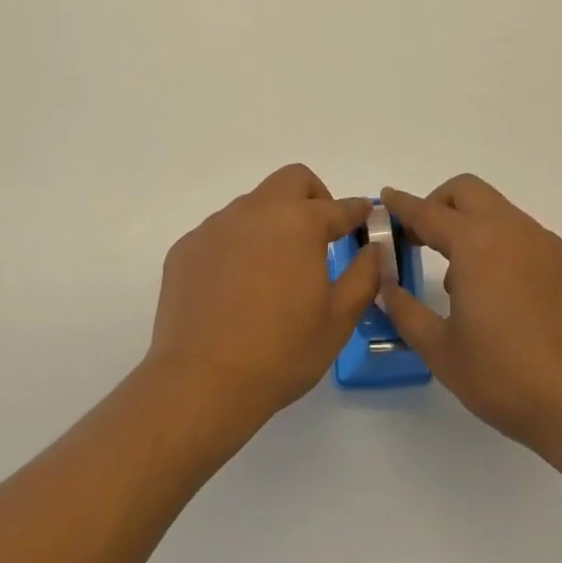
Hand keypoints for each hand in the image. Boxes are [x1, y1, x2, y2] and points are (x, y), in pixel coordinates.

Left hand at [148, 164, 377, 431]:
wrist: (201, 382)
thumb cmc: (281, 352)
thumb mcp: (338, 319)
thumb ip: (364, 275)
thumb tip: (373, 248)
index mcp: (299, 222)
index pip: (339, 206)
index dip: (357, 211)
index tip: (365, 217)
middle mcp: (257, 210)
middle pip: (292, 180)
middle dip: (313, 197)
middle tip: (319, 235)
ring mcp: (217, 225)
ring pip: (254, 205)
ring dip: (272, 222)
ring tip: (273, 269)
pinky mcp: (188, 246)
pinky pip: (221, 233)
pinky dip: (237, 246)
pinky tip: (235, 287)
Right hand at [381, 175, 561, 466]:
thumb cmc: (508, 378)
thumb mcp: (442, 351)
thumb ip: (405, 311)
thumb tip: (385, 286)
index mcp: (476, 244)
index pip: (428, 212)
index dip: (401, 205)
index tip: (385, 199)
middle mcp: (512, 231)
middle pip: (467, 191)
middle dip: (439, 203)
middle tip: (422, 237)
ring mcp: (547, 245)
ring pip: (499, 212)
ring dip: (472, 227)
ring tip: (464, 282)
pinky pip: (527, 238)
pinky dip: (504, 247)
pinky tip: (506, 297)